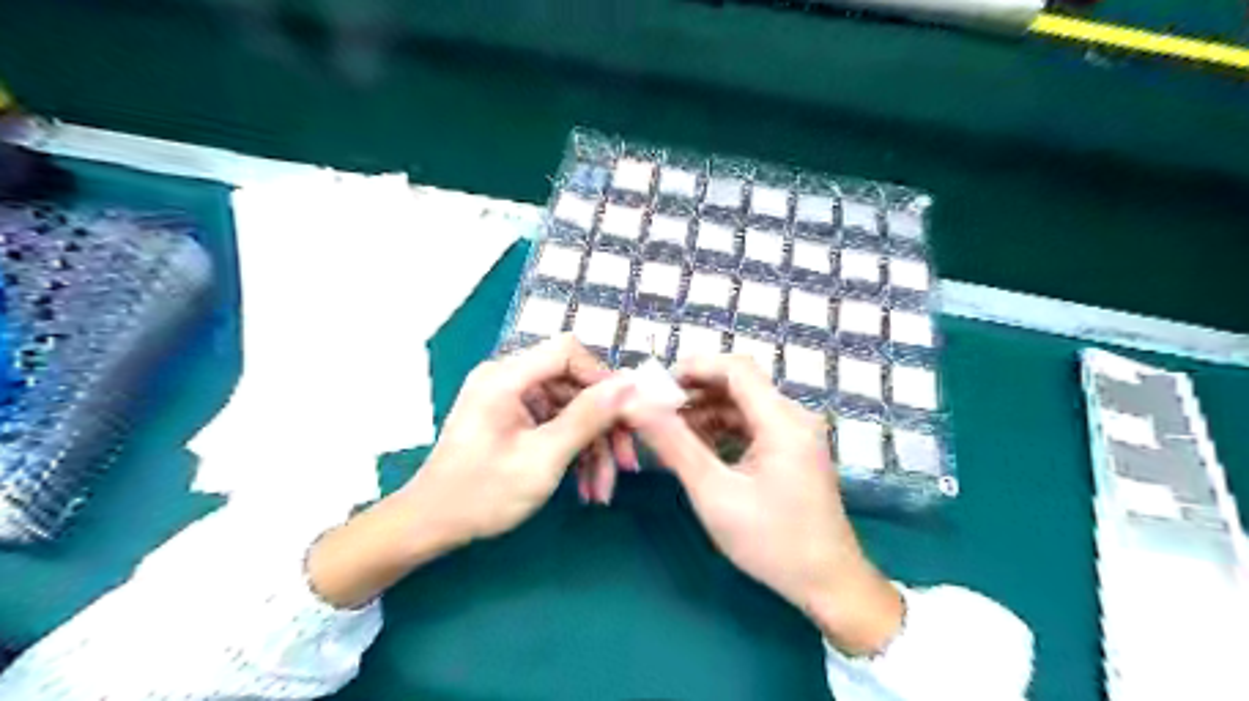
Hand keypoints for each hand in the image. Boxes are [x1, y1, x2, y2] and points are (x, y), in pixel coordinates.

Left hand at [412, 337, 636, 544]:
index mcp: (506, 376)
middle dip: (602, 426)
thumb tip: (628, 384)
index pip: (567, 351)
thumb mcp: (543, 457)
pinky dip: (572, 452)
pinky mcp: (513, 419)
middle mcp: (508, 378)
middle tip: (626, 463)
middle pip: (573, 385)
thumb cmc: (483, 493)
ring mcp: (510, 399)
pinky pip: (554, 424)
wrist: (431, 526)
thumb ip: (587, 417)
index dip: (602, 377)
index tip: (625, 414)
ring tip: (603, 489)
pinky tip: (585, 486)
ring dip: (591, 447)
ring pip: (569, 409)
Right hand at [630, 355, 904, 655]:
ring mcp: (796, 433)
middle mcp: (794, 416)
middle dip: (695, 391)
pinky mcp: (793, 449)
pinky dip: (723, 428)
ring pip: (744, 404)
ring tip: (669, 430)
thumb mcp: (714, 493)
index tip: (655, 385)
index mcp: (783, 420)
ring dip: (706, 411)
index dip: (694, 367)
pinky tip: (697, 446)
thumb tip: (636, 407)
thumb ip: (674, 445)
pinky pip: (752, 424)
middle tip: (655, 409)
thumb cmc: (771, 541)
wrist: (827, 583)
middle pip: (739, 384)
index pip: (736, 368)